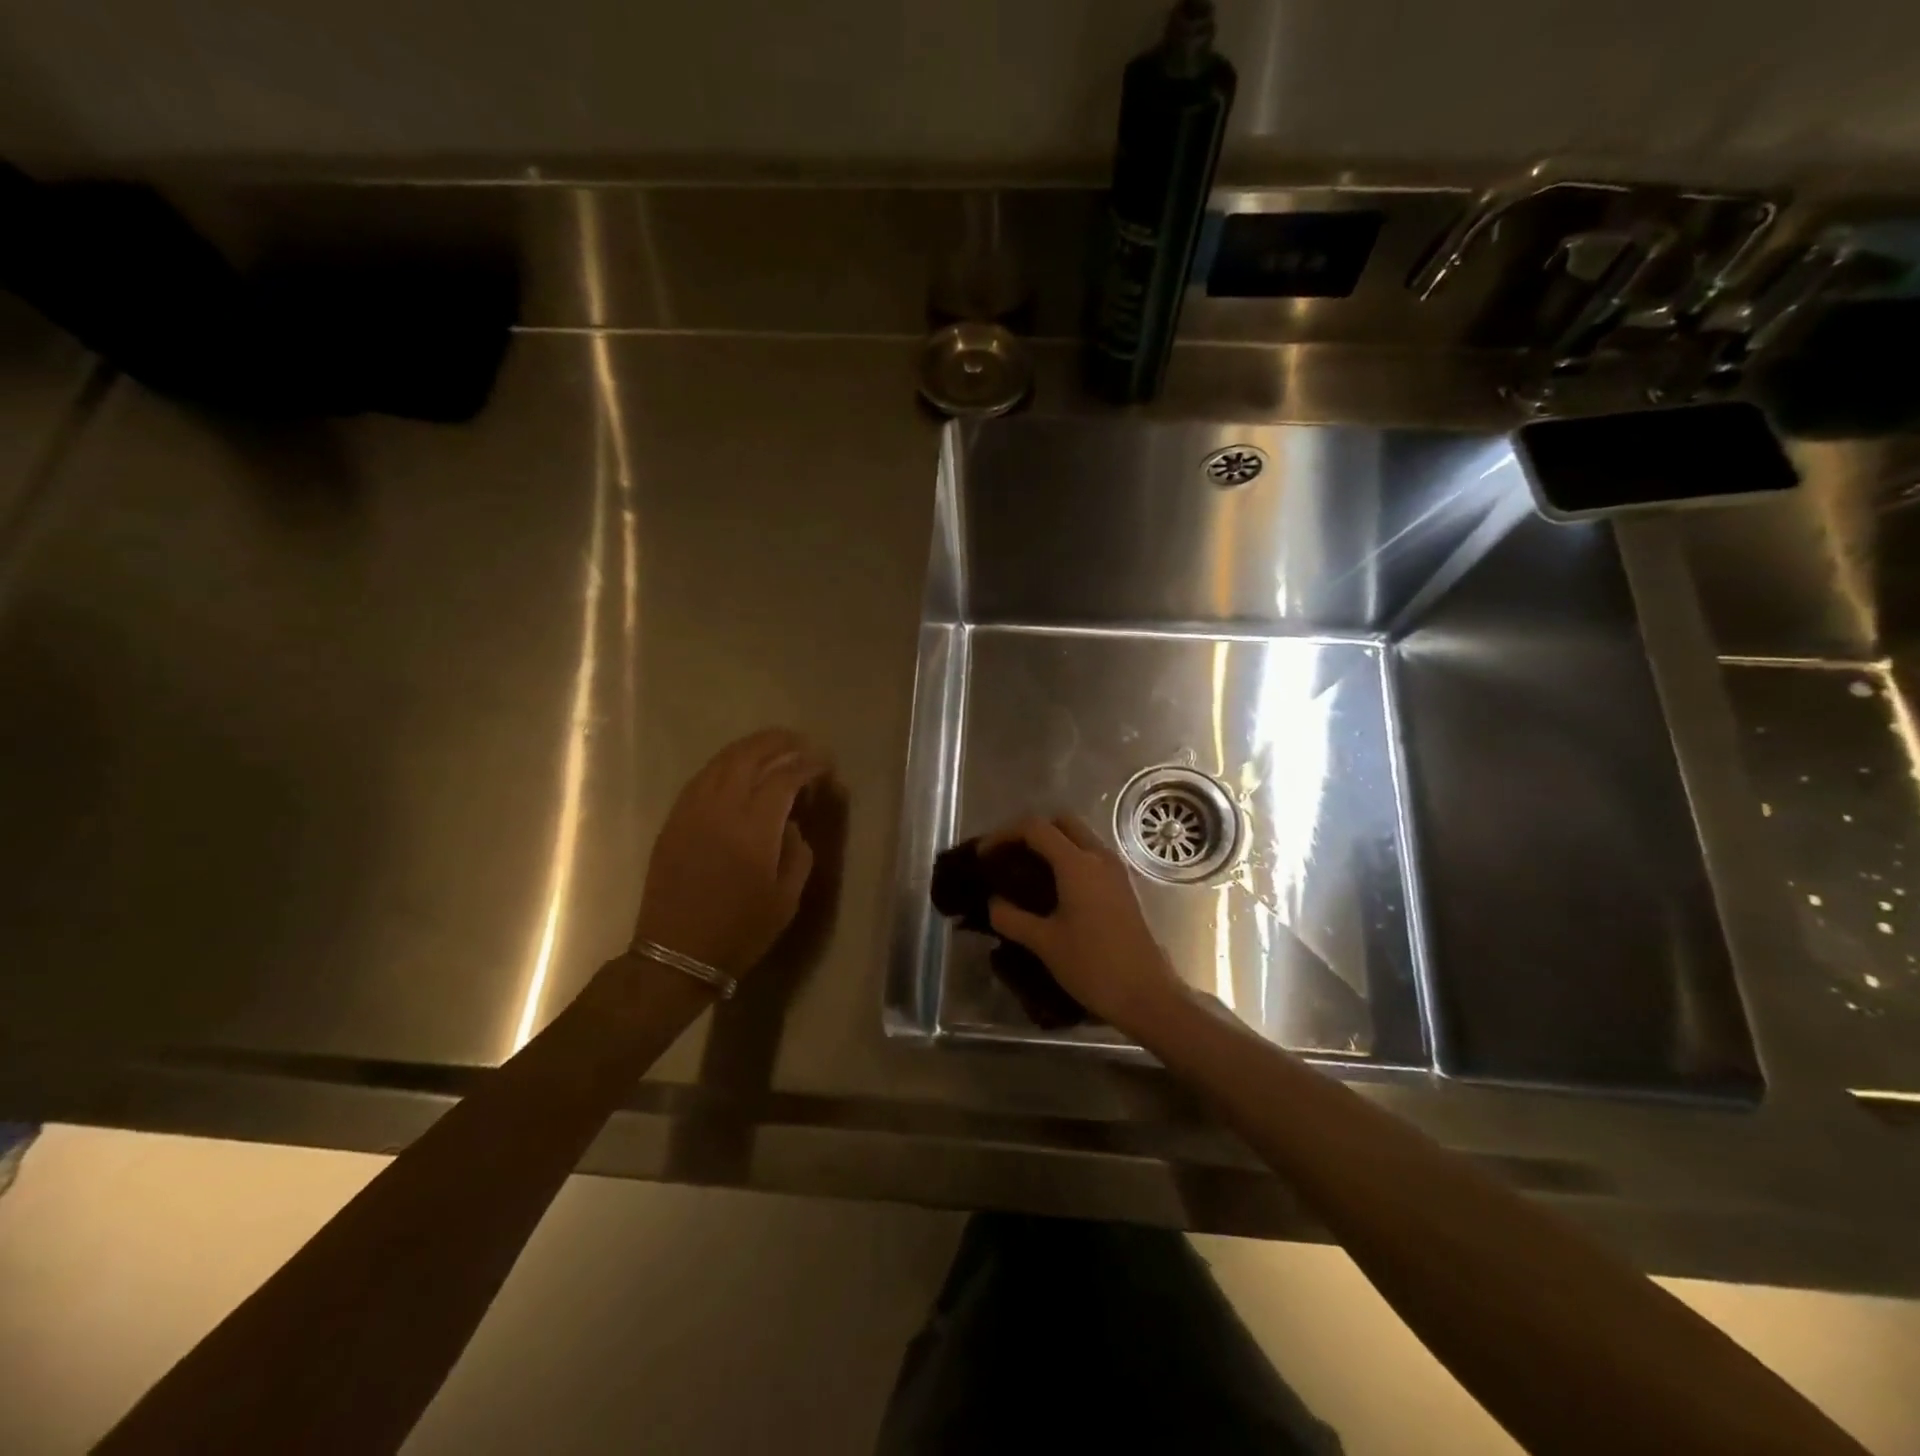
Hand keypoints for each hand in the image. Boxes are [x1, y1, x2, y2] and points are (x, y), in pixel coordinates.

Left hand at [633, 729, 831, 977]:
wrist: (677, 954)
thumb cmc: (740, 931)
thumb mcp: (786, 898)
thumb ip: (797, 852)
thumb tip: (792, 823)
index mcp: (753, 830)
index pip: (784, 778)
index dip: (808, 766)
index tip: (825, 764)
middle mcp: (721, 810)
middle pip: (749, 756)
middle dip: (778, 742)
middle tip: (801, 742)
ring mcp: (692, 811)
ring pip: (722, 762)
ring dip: (750, 747)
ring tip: (773, 746)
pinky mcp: (674, 820)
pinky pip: (701, 778)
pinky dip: (724, 764)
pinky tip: (737, 768)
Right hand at [984, 816, 1190, 1036]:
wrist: (1146, 995)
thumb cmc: (1093, 966)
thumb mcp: (1044, 943)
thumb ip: (1012, 918)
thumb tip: (993, 902)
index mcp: (1077, 864)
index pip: (1035, 828)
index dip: (1004, 834)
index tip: (984, 854)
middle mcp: (1099, 857)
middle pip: (1061, 822)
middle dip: (1030, 831)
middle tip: (1007, 855)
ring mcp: (1115, 870)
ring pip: (1079, 837)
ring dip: (1051, 843)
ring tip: (1024, 870)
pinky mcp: (1123, 886)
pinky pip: (1091, 856)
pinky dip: (1067, 858)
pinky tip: (1052, 887)